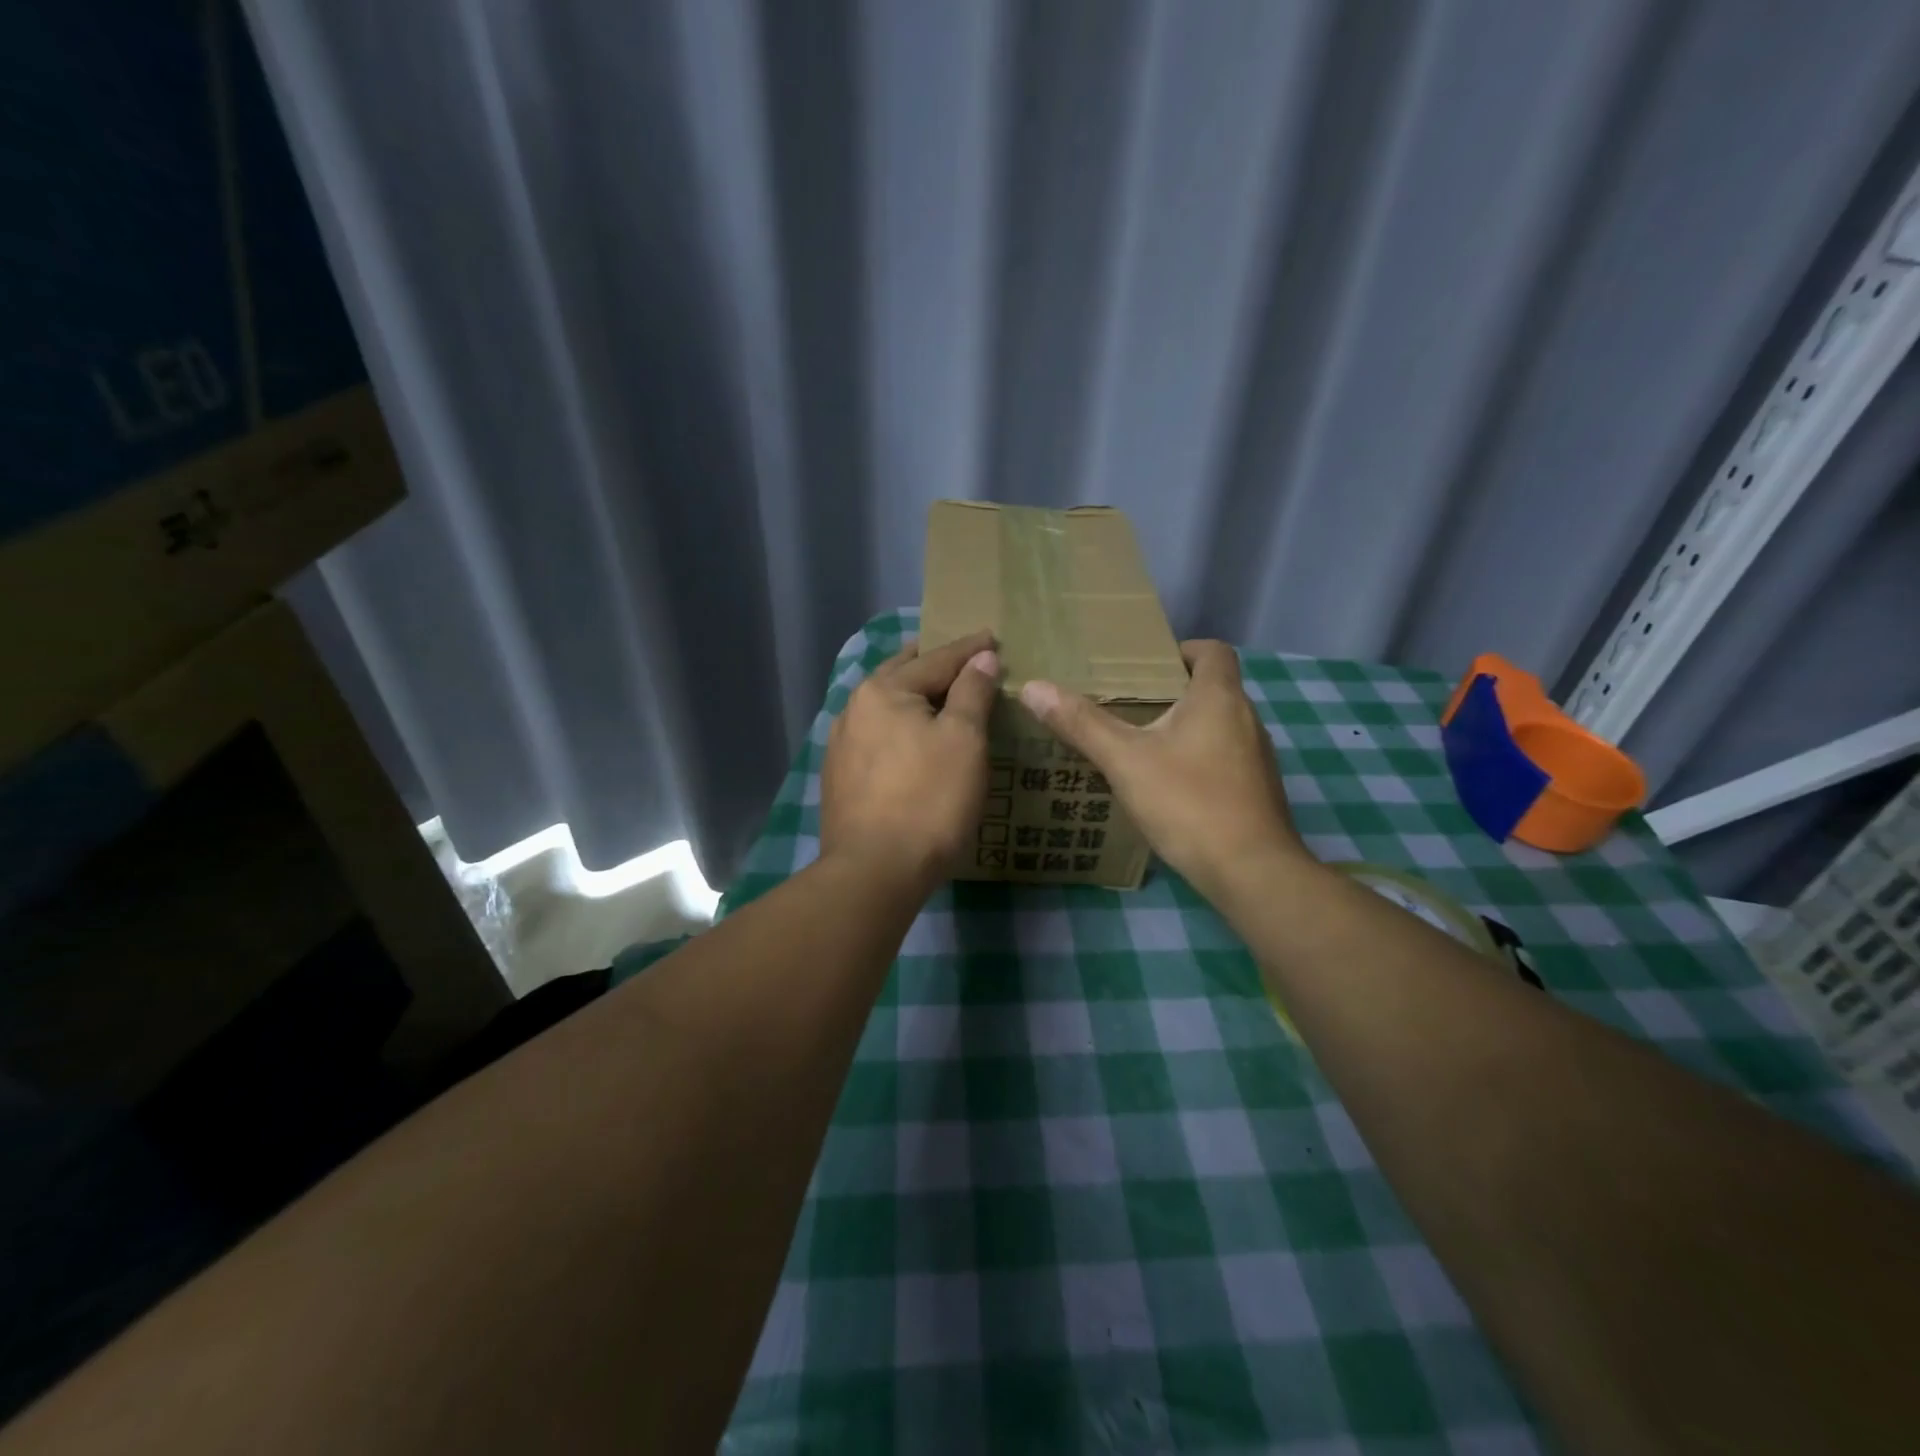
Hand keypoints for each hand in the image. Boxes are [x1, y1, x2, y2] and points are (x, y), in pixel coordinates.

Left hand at [821, 629, 999, 894]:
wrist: (874, 871)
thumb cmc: (929, 800)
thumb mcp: (964, 740)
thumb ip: (972, 692)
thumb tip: (981, 658)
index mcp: (884, 690)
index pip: (937, 659)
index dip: (969, 649)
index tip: (992, 637)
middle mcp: (854, 708)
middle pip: (902, 675)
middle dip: (932, 664)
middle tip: (961, 658)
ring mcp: (841, 745)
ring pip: (884, 707)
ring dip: (912, 697)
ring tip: (938, 697)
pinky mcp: (840, 777)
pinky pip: (876, 736)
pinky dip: (899, 727)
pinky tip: (909, 739)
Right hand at [1019, 640, 1309, 900]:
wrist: (1251, 872)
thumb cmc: (1189, 802)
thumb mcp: (1125, 761)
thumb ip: (1081, 724)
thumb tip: (1033, 688)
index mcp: (1219, 698)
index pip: (1213, 651)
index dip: (1183, 650)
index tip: (1147, 666)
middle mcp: (1246, 719)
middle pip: (1212, 689)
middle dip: (1171, 693)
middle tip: (1126, 707)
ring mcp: (1257, 758)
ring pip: (1217, 726)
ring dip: (1184, 729)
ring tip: (1139, 746)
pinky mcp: (1257, 791)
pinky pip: (1224, 759)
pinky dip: (1197, 760)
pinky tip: (1167, 787)